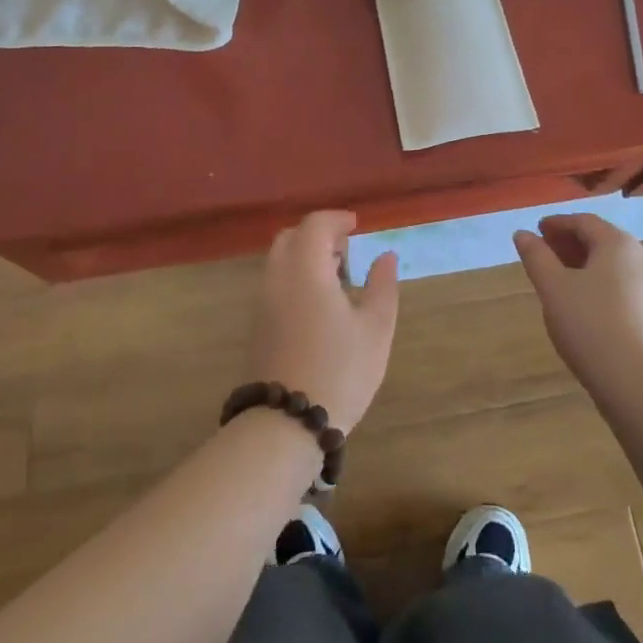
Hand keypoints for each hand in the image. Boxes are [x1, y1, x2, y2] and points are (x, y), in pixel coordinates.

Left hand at [246, 211, 399, 433]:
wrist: (286, 424)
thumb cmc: (339, 371)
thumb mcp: (376, 329)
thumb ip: (382, 286)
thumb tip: (384, 256)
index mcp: (306, 270)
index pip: (315, 225)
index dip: (336, 219)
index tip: (357, 225)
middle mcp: (278, 278)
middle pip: (290, 238)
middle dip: (317, 234)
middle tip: (346, 250)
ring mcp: (263, 303)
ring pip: (280, 261)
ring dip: (305, 256)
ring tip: (337, 278)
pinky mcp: (258, 326)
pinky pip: (275, 283)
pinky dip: (296, 276)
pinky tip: (319, 303)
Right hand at [514, 213, 642, 391]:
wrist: (636, 381)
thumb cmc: (590, 324)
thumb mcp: (553, 287)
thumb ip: (536, 256)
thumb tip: (522, 234)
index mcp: (617, 244)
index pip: (584, 222)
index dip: (558, 223)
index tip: (536, 230)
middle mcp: (639, 258)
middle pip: (600, 240)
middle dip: (569, 242)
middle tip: (543, 251)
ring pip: (610, 264)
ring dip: (582, 263)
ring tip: (557, 277)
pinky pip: (619, 285)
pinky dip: (596, 282)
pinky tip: (579, 302)